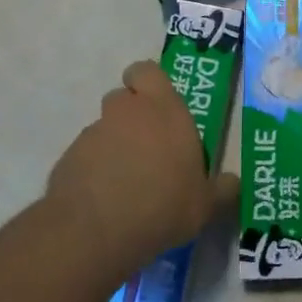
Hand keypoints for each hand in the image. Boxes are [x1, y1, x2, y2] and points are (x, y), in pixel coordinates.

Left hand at [45, 61, 239, 274]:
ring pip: (103, 127)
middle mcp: (127, 112)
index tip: (157, 105)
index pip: (147, 71)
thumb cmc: (163, 205)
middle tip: (147, 146)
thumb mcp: (205, 205)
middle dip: (131, 115)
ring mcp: (93, 133)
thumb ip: (221, 189)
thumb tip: (234, 183)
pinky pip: (84, 156)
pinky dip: (92, 169)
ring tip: (124, 181)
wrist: (95, 231)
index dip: (148, 82)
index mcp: (164, 109)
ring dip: (113, 144)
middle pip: (123, 97)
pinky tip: (103, 199)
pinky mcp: (68, 158)